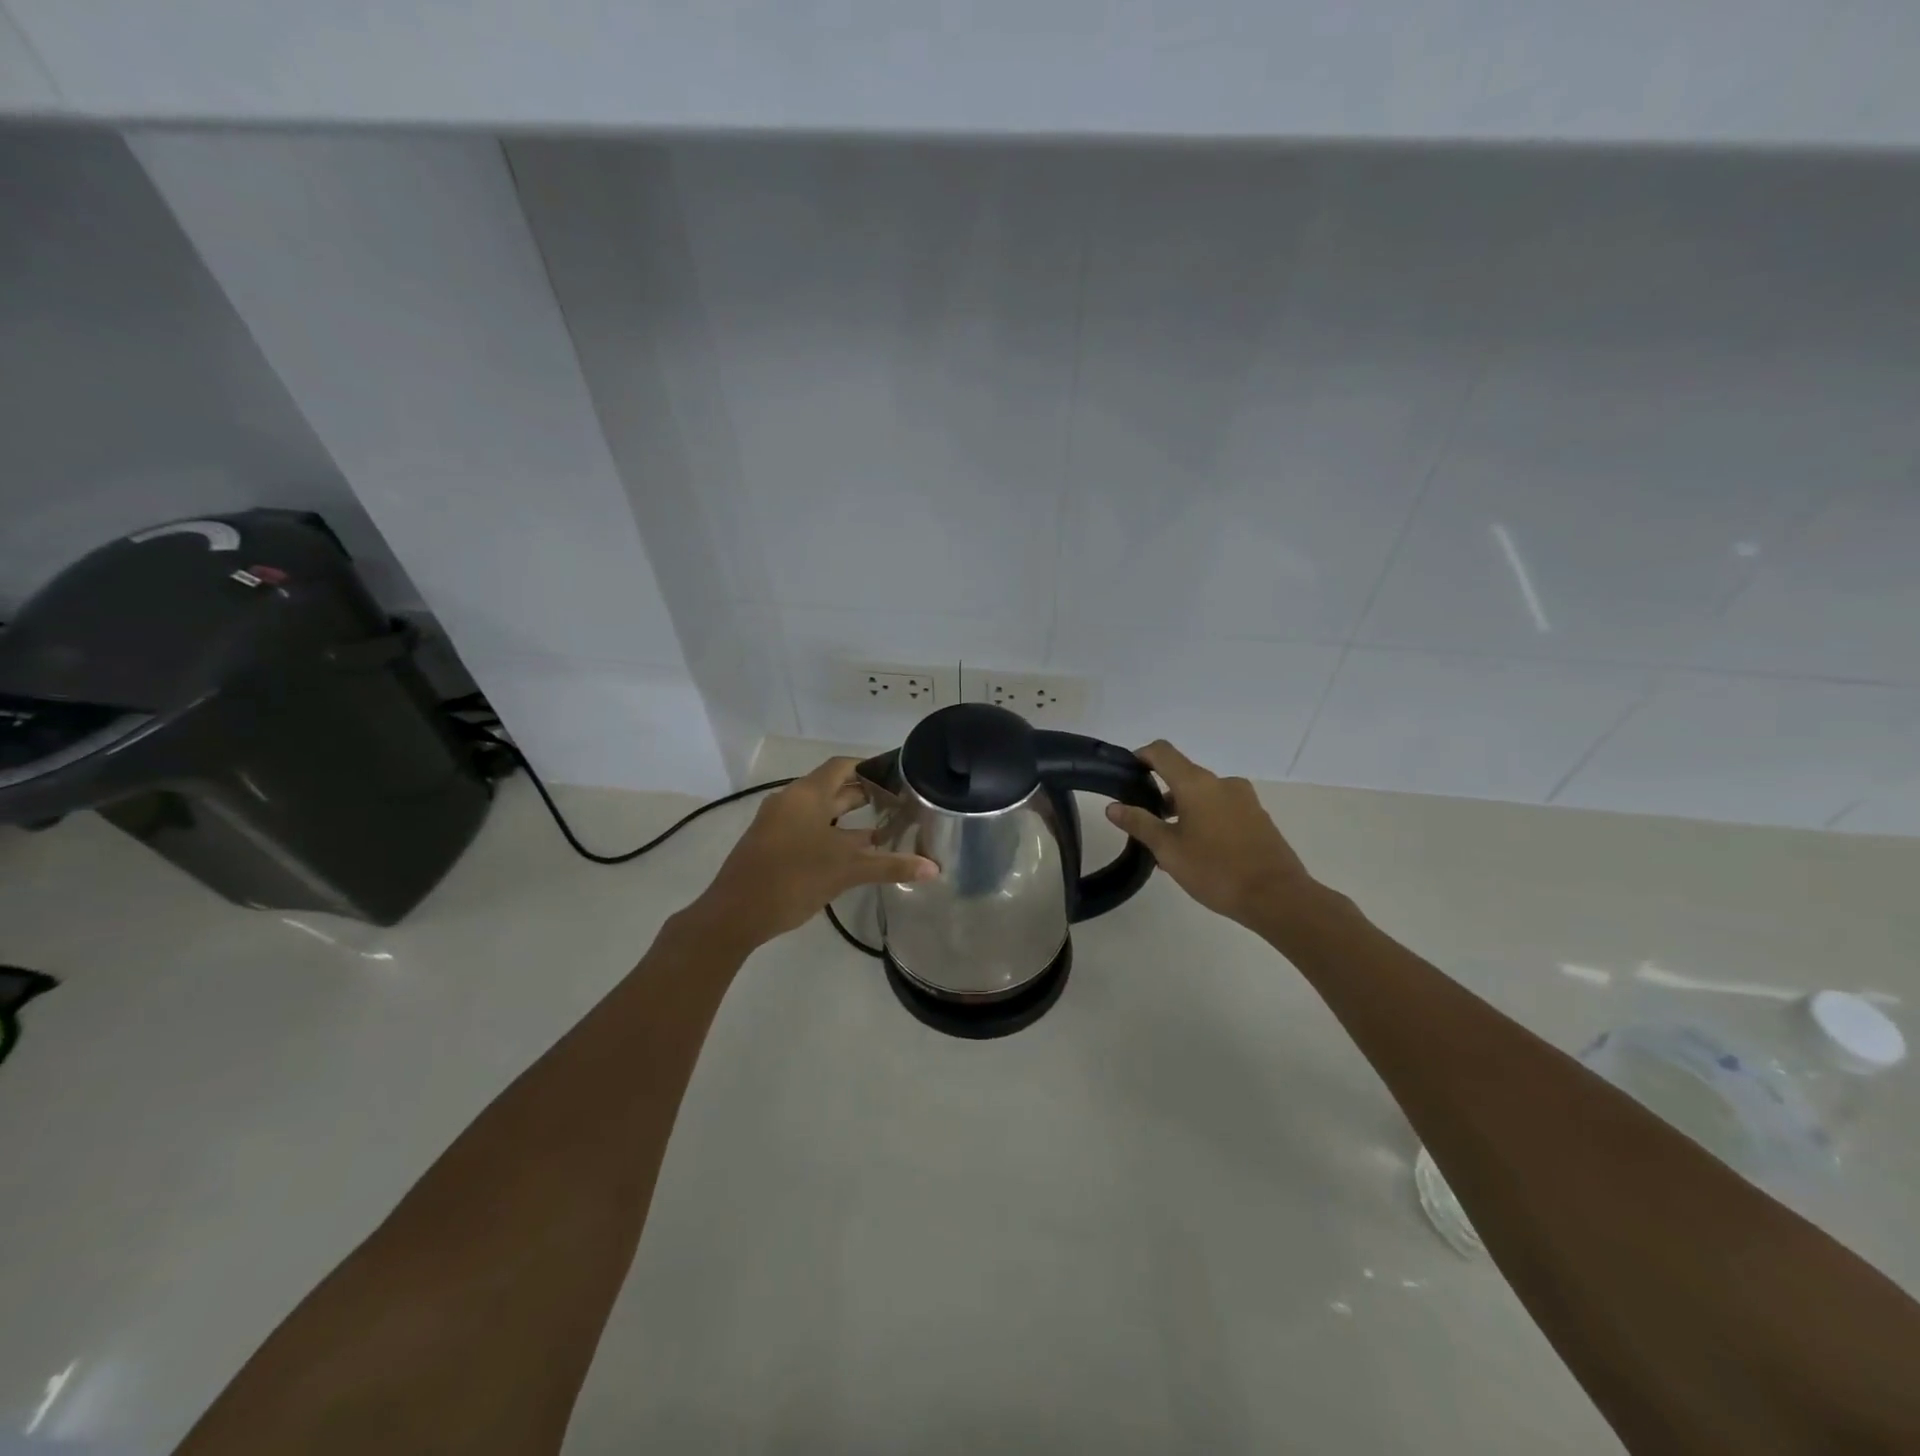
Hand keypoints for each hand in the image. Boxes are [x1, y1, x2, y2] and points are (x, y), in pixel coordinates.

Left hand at [691, 756, 936, 948]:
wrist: (734, 915)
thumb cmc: (792, 879)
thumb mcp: (846, 870)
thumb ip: (890, 866)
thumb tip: (934, 868)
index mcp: (807, 795)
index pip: (842, 766)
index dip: (870, 767)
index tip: (898, 777)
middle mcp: (791, 801)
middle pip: (832, 788)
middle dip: (865, 795)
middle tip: (900, 804)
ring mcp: (778, 823)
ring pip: (820, 811)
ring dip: (850, 819)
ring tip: (884, 829)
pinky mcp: (772, 845)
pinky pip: (809, 828)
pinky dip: (833, 834)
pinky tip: (853, 854)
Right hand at [1105, 740, 1321, 928]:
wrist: (1277, 897)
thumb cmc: (1215, 870)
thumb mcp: (1168, 849)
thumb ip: (1139, 823)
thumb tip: (1113, 806)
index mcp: (1196, 783)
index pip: (1162, 752)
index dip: (1141, 756)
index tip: (1126, 774)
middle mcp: (1222, 783)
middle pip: (1183, 775)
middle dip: (1161, 794)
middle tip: (1145, 824)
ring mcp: (1244, 799)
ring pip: (1203, 795)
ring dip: (1183, 810)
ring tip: (1171, 845)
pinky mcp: (1258, 817)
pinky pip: (1222, 809)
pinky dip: (1205, 819)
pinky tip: (1199, 852)